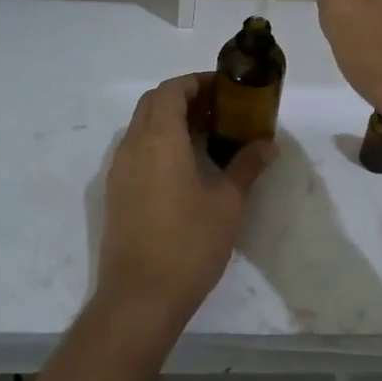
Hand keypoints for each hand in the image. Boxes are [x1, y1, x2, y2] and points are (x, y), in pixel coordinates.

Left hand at [95, 73, 275, 336]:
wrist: (139, 298)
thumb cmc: (188, 244)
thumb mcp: (227, 203)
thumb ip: (246, 166)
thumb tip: (267, 144)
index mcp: (159, 139)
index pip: (171, 90)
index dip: (196, 82)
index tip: (224, 89)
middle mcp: (133, 145)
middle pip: (153, 102)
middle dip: (183, 97)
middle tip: (218, 110)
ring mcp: (119, 169)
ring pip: (141, 125)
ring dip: (169, 119)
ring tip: (205, 136)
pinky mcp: (115, 191)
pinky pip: (135, 149)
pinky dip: (157, 142)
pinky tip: (183, 166)